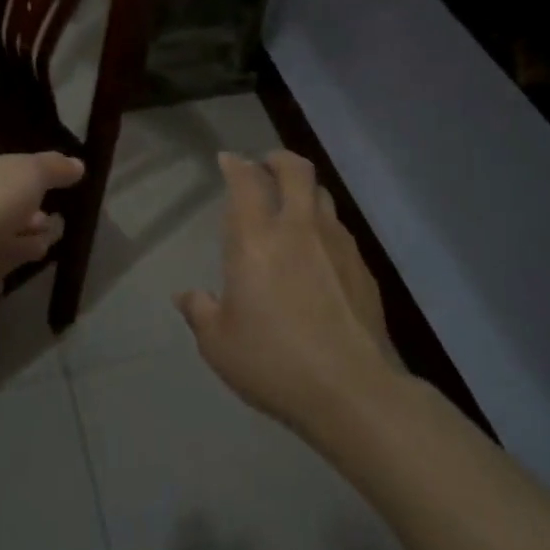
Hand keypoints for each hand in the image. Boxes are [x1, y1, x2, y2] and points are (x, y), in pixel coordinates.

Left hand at [0, 149, 84, 312]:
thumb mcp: (30, 171)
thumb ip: (55, 168)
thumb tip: (78, 165)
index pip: (5, 169)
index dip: (31, 177)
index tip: (57, 186)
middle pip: (7, 205)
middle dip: (32, 213)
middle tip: (59, 220)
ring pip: (4, 238)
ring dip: (26, 241)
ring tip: (51, 242)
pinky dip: (7, 267)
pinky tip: (25, 270)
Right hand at [177, 151, 400, 436]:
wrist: (352, 390)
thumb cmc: (273, 362)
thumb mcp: (218, 344)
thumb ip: (200, 311)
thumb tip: (186, 296)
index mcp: (255, 240)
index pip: (246, 181)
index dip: (236, 164)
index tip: (228, 161)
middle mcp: (298, 229)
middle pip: (296, 169)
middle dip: (278, 159)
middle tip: (265, 166)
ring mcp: (337, 244)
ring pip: (323, 195)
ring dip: (304, 191)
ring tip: (292, 206)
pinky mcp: (363, 267)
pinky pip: (340, 229)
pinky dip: (323, 226)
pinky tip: (318, 252)